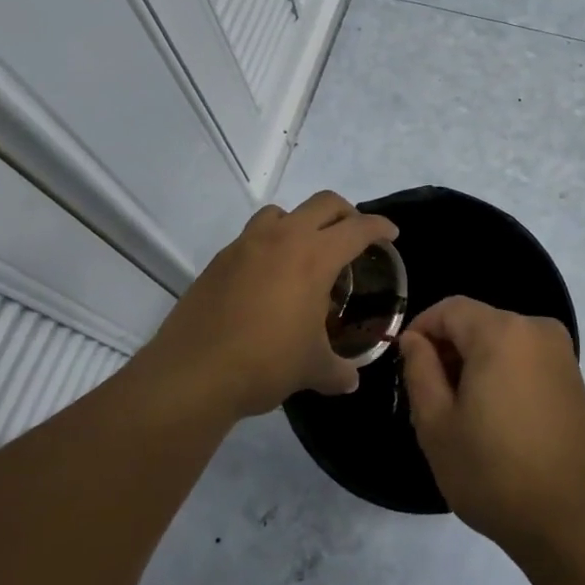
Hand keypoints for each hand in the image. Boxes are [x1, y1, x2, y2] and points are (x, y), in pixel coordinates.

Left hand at [144, 193, 397, 420]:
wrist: (193, 373)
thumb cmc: (265, 363)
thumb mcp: (312, 369)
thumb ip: (338, 370)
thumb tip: (351, 381)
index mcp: (314, 257)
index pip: (357, 228)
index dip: (379, 227)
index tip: (391, 234)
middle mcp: (283, 238)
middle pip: (323, 203)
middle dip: (345, 213)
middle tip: (353, 235)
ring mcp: (247, 244)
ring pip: (282, 212)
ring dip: (300, 222)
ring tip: (304, 252)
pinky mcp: (220, 259)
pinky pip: (252, 237)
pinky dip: (269, 245)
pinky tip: (267, 278)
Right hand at [398, 296, 584, 557]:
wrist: (570, 521)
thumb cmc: (494, 472)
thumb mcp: (436, 425)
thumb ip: (419, 371)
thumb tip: (414, 340)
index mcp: (501, 332)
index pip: (450, 309)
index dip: (421, 328)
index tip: (405, 362)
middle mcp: (535, 328)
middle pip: (477, 322)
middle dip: (449, 350)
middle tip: (429, 396)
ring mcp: (559, 351)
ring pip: (501, 340)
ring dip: (475, 363)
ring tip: (461, 412)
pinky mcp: (572, 376)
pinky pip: (525, 357)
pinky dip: (502, 373)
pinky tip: (495, 417)